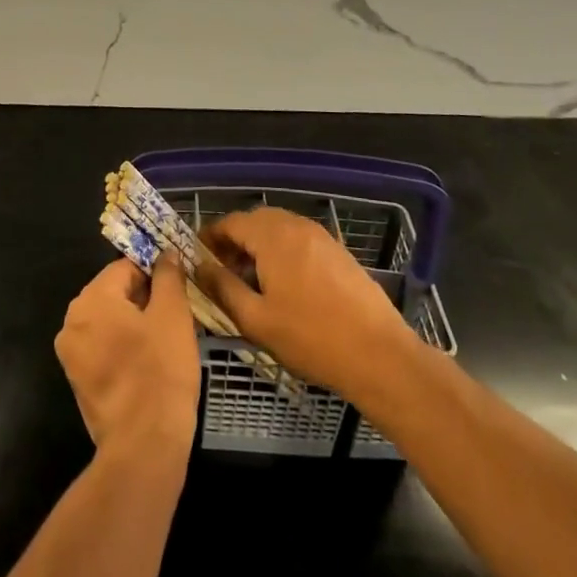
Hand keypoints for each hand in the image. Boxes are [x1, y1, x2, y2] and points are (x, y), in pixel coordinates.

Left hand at [55, 256, 200, 464]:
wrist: (143, 448)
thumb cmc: (160, 373)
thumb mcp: (173, 315)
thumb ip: (168, 276)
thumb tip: (164, 253)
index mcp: (90, 299)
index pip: (125, 267)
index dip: (155, 273)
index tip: (179, 289)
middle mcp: (72, 321)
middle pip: (114, 293)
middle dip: (145, 299)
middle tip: (177, 316)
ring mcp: (71, 354)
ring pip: (110, 321)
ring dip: (136, 324)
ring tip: (167, 340)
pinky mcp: (78, 380)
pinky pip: (104, 348)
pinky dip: (125, 347)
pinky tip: (151, 363)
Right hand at [198, 207, 418, 408]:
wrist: (379, 355)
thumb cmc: (311, 338)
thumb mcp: (256, 319)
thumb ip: (223, 287)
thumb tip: (199, 266)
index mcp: (273, 236)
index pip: (230, 222)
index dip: (210, 237)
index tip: (197, 258)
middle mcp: (296, 225)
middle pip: (255, 221)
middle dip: (234, 241)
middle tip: (221, 271)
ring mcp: (321, 236)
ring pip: (278, 229)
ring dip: (258, 246)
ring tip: (250, 280)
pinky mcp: (338, 251)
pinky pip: (299, 240)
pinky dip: (282, 251)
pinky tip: (283, 285)